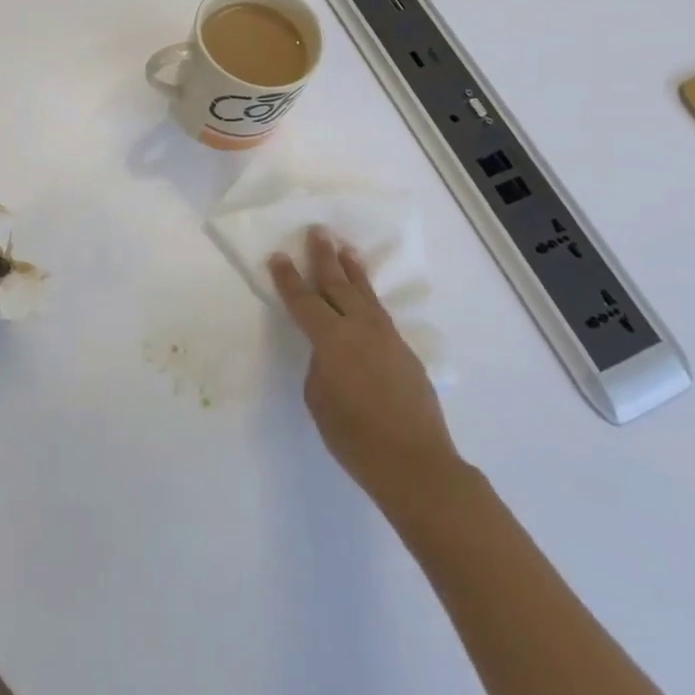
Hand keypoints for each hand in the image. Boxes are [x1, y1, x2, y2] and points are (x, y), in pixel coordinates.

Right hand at [269, 227, 462, 502]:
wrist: (416, 463)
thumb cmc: (354, 437)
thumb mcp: (319, 399)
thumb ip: (320, 365)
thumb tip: (331, 353)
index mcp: (331, 339)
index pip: (303, 300)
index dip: (288, 278)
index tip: (278, 255)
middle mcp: (359, 328)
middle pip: (338, 284)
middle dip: (324, 257)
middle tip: (318, 231)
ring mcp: (387, 338)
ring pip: (365, 294)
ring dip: (353, 270)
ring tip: (346, 248)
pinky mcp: (405, 352)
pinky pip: (380, 314)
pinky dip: (369, 297)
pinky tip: (366, 296)